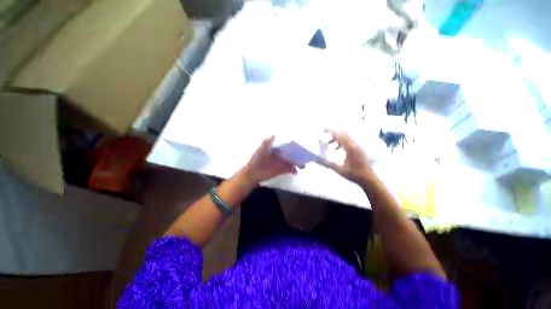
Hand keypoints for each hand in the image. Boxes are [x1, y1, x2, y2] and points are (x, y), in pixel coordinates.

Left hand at [241, 136, 303, 185]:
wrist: (252, 174)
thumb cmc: (256, 160)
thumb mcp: (260, 150)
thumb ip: (266, 143)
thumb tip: (274, 134)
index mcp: (276, 148)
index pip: (287, 145)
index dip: (293, 145)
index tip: (300, 145)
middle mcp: (281, 154)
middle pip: (292, 153)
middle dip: (299, 154)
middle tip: (305, 156)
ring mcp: (282, 162)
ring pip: (293, 161)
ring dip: (298, 163)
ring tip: (303, 166)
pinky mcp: (282, 170)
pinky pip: (291, 169)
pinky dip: (294, 170)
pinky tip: (296, 172)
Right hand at [321, 130, 374, 184]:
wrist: (369, 179)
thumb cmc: (355, 175)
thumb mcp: (340, 170)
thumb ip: (328, 164)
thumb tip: (318, 161)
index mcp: (350, 149)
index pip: (340, 135)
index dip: (332, 131)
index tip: (323, 129)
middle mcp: (355, 145)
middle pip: (343, 133)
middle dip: (333, 133)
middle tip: (324, 133)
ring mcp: (357, 146)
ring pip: (345, 137)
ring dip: (336, 138)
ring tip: (328, 144)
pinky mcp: (358, 148)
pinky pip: (348, 141)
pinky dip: (340, 142)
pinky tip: (336, 149)